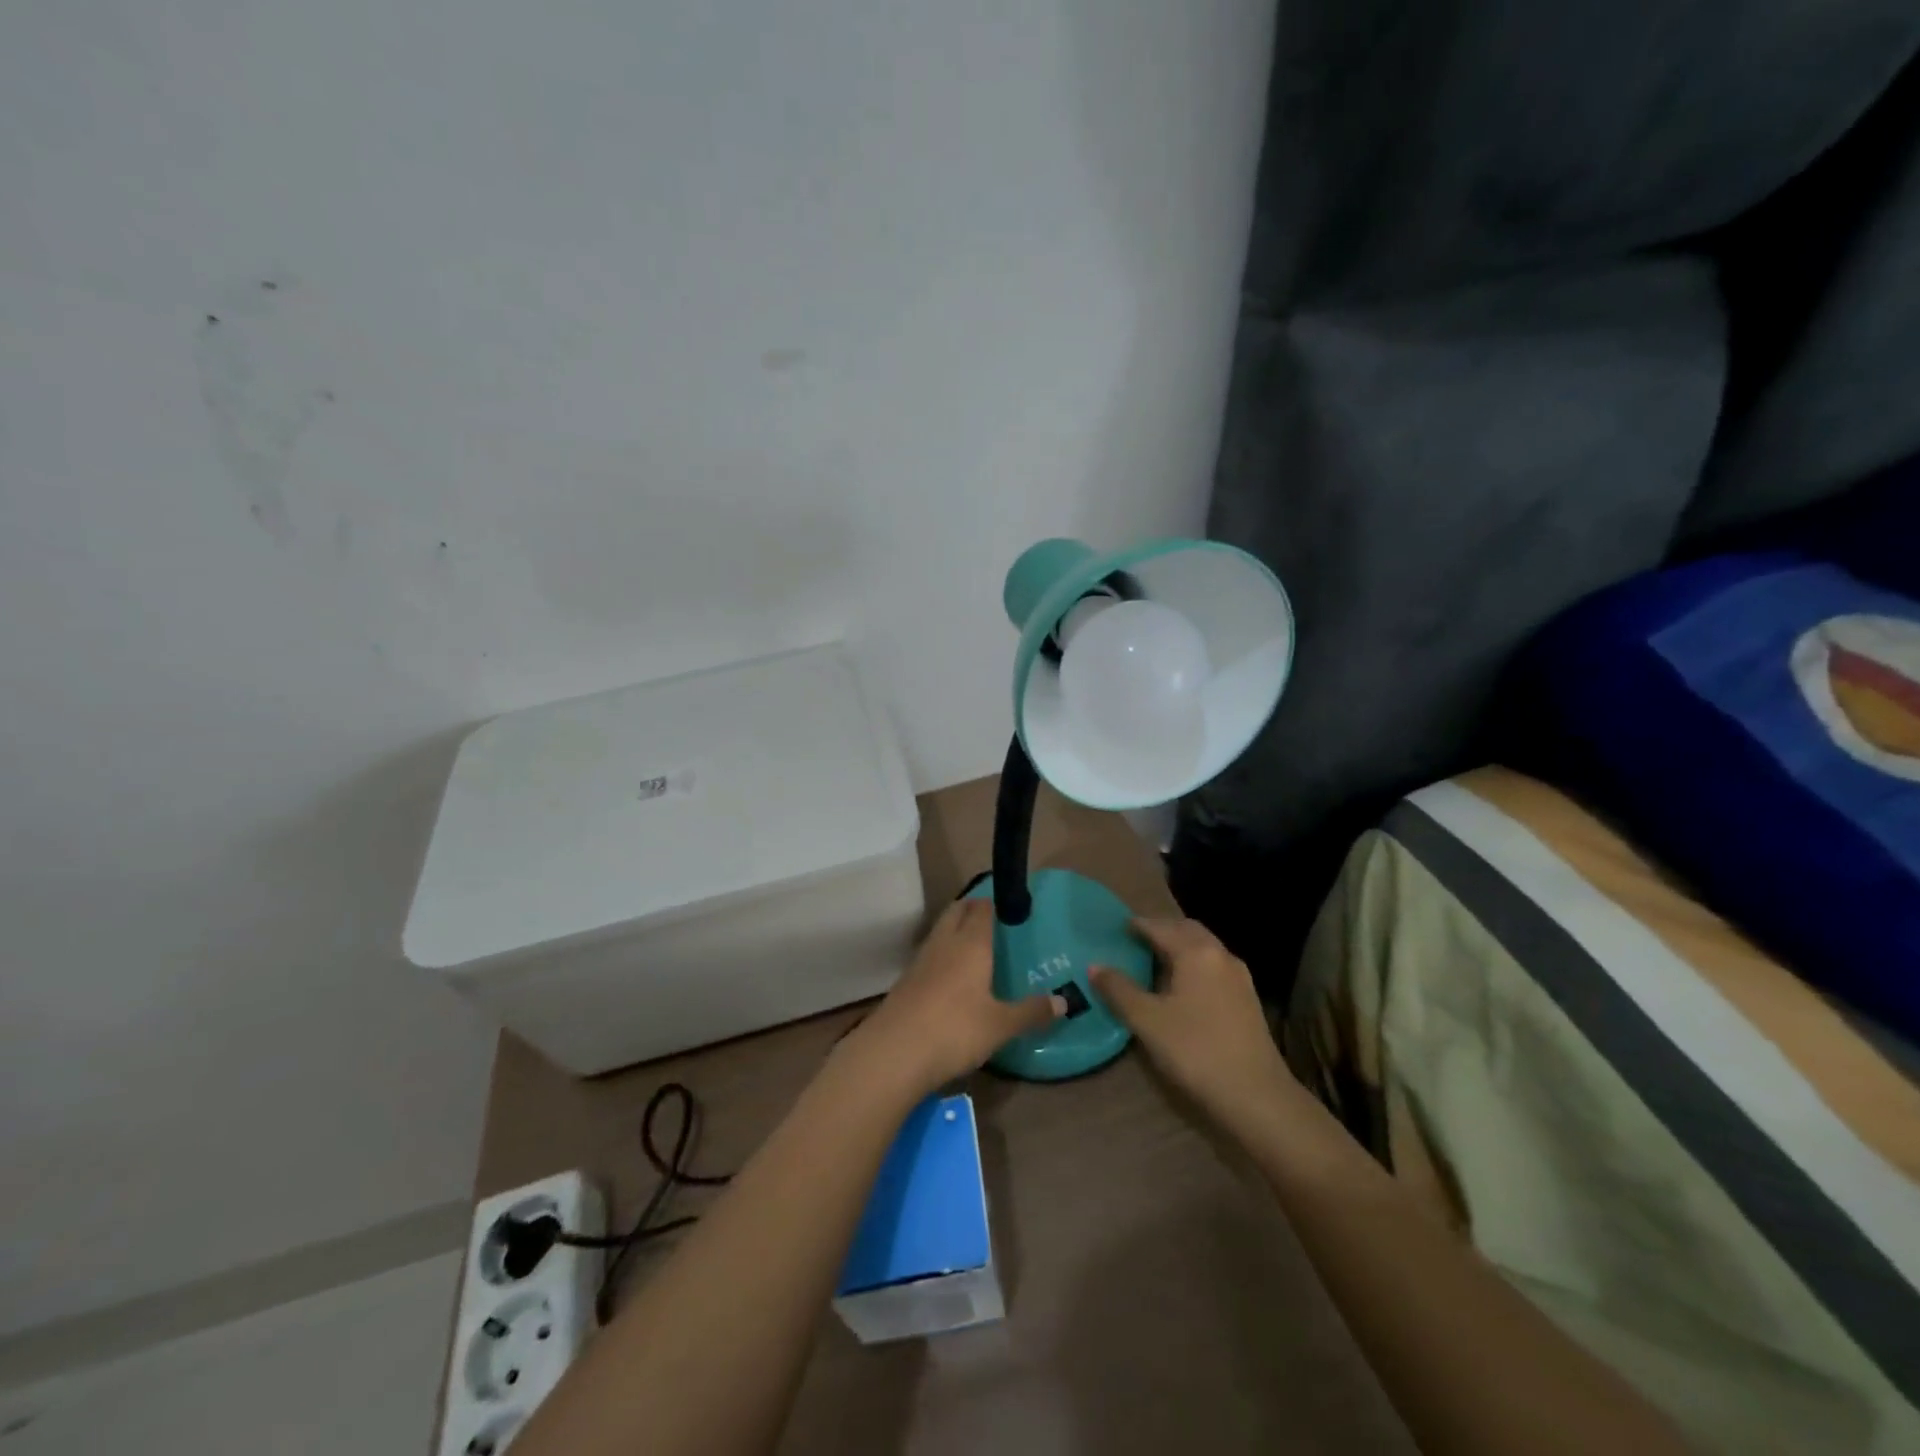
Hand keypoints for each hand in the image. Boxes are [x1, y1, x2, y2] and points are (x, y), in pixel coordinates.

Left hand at [842, 899, 1062, 1097]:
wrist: (895, 1051)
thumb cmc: (956, 1030)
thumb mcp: (1001, 1025)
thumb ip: (1031, 1012)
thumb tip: (1064, 1001)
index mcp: (971, 944)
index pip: (982, 909)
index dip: (994, 903)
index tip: (1008, 905)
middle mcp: (945, 943)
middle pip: (957, 912)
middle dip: (972, 908)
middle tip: (991, 919)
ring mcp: (921, 960)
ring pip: (940, 931)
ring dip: (954, 929)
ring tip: (972, 944)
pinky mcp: (906, 980)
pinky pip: (929, 954)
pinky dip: (942, 954)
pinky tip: (950, 974)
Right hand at [1091, 917, 1292, 1134]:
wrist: (1257, 1095)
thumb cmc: (1195, 1050)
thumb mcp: (1147, 1020)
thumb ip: (1119, 990)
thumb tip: (1095, 966)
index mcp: (1195, 952)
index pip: (1160, 927)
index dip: (1136, 925)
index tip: (1116, 927)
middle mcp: (1220, 955)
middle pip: (1186, 930)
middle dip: (1161, 929)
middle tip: (1135, 938)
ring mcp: (1239, 977)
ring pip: (1204, 947)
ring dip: (1179, 946)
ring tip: (1154, 959)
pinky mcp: (1247, 998)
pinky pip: (1213, 966)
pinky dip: (1193, 963)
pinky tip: (1181, 985)